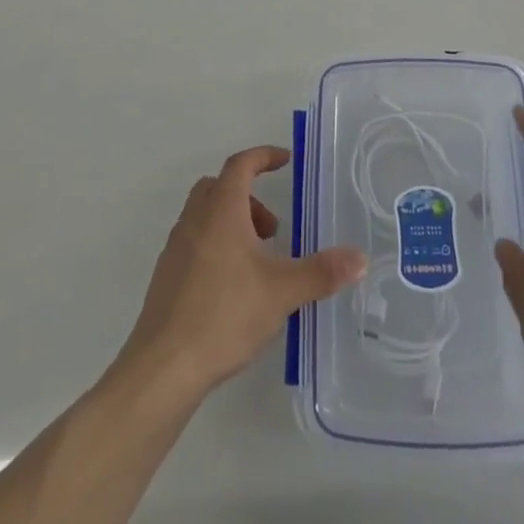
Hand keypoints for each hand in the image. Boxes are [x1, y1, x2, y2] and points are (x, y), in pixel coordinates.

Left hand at [119, 146, 365, 397]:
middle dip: (249, 196)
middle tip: (272, 229)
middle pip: (219, 187)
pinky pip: (194, 242)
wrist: (163, 367)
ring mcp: (175, 249)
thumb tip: (360, 258)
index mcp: (221, 211)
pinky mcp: (166, 277)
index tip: (286, 160)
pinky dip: (216, 246)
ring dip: (232, 223)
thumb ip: (321, 272)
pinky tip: (233, 287)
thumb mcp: (281, 292)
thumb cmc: (223, 315)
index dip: (264, 156)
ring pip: (204, 215)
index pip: (241, 164)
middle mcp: (194, 220)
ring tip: (258, 262)